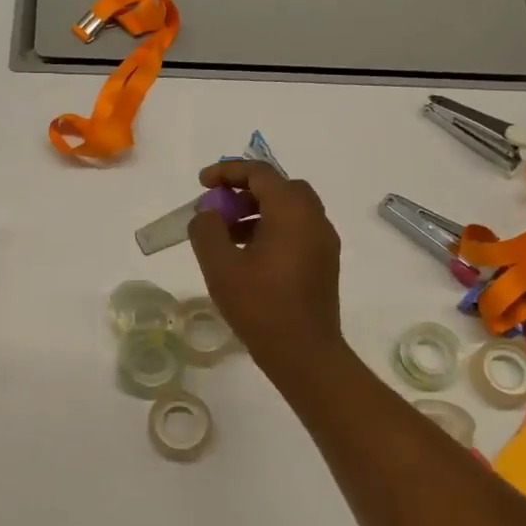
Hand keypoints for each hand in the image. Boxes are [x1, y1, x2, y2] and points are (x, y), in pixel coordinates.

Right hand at [187, 161, 345, 380]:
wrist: (304, 353)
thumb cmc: (260, 306)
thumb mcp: (221, 267)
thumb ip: (207, 231)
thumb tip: (207, 214)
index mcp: (292, 212)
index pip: (260, 173)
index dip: (228, 172)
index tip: (202, 183)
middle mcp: (314, 219)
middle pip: (279, 187)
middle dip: (245, 191)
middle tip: (218, 207)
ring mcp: (323, 242)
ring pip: (290, 210)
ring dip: (258, 211)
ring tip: (226, 234)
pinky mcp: (324, 263)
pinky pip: (297, 230)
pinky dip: (272, 229)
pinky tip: (248, 255)